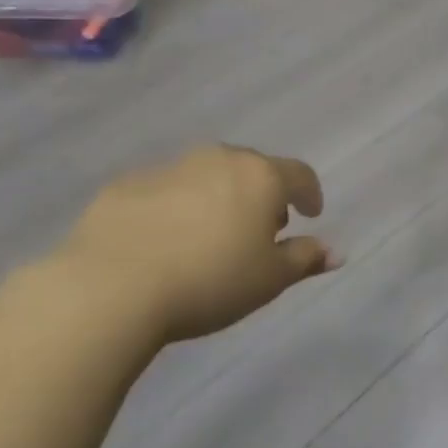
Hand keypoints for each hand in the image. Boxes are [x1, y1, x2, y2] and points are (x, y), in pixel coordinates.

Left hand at [36, 144, 338, 349]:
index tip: (310, 214)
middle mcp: (218, 160)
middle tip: (259, 229)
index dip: (310, 194)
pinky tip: (162, 242)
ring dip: (217, 198)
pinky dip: (174, 208)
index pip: (299, 174)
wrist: (112, 287)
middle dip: (262, 195)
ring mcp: (168, 168)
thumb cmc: (210, 282)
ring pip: (206, 176)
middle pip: (252, 169)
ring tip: (209, 237)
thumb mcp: (269, 280)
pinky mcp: (126, 184)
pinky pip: (163, 191)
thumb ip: (305, 259)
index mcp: (260, 177)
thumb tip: (336, 252)